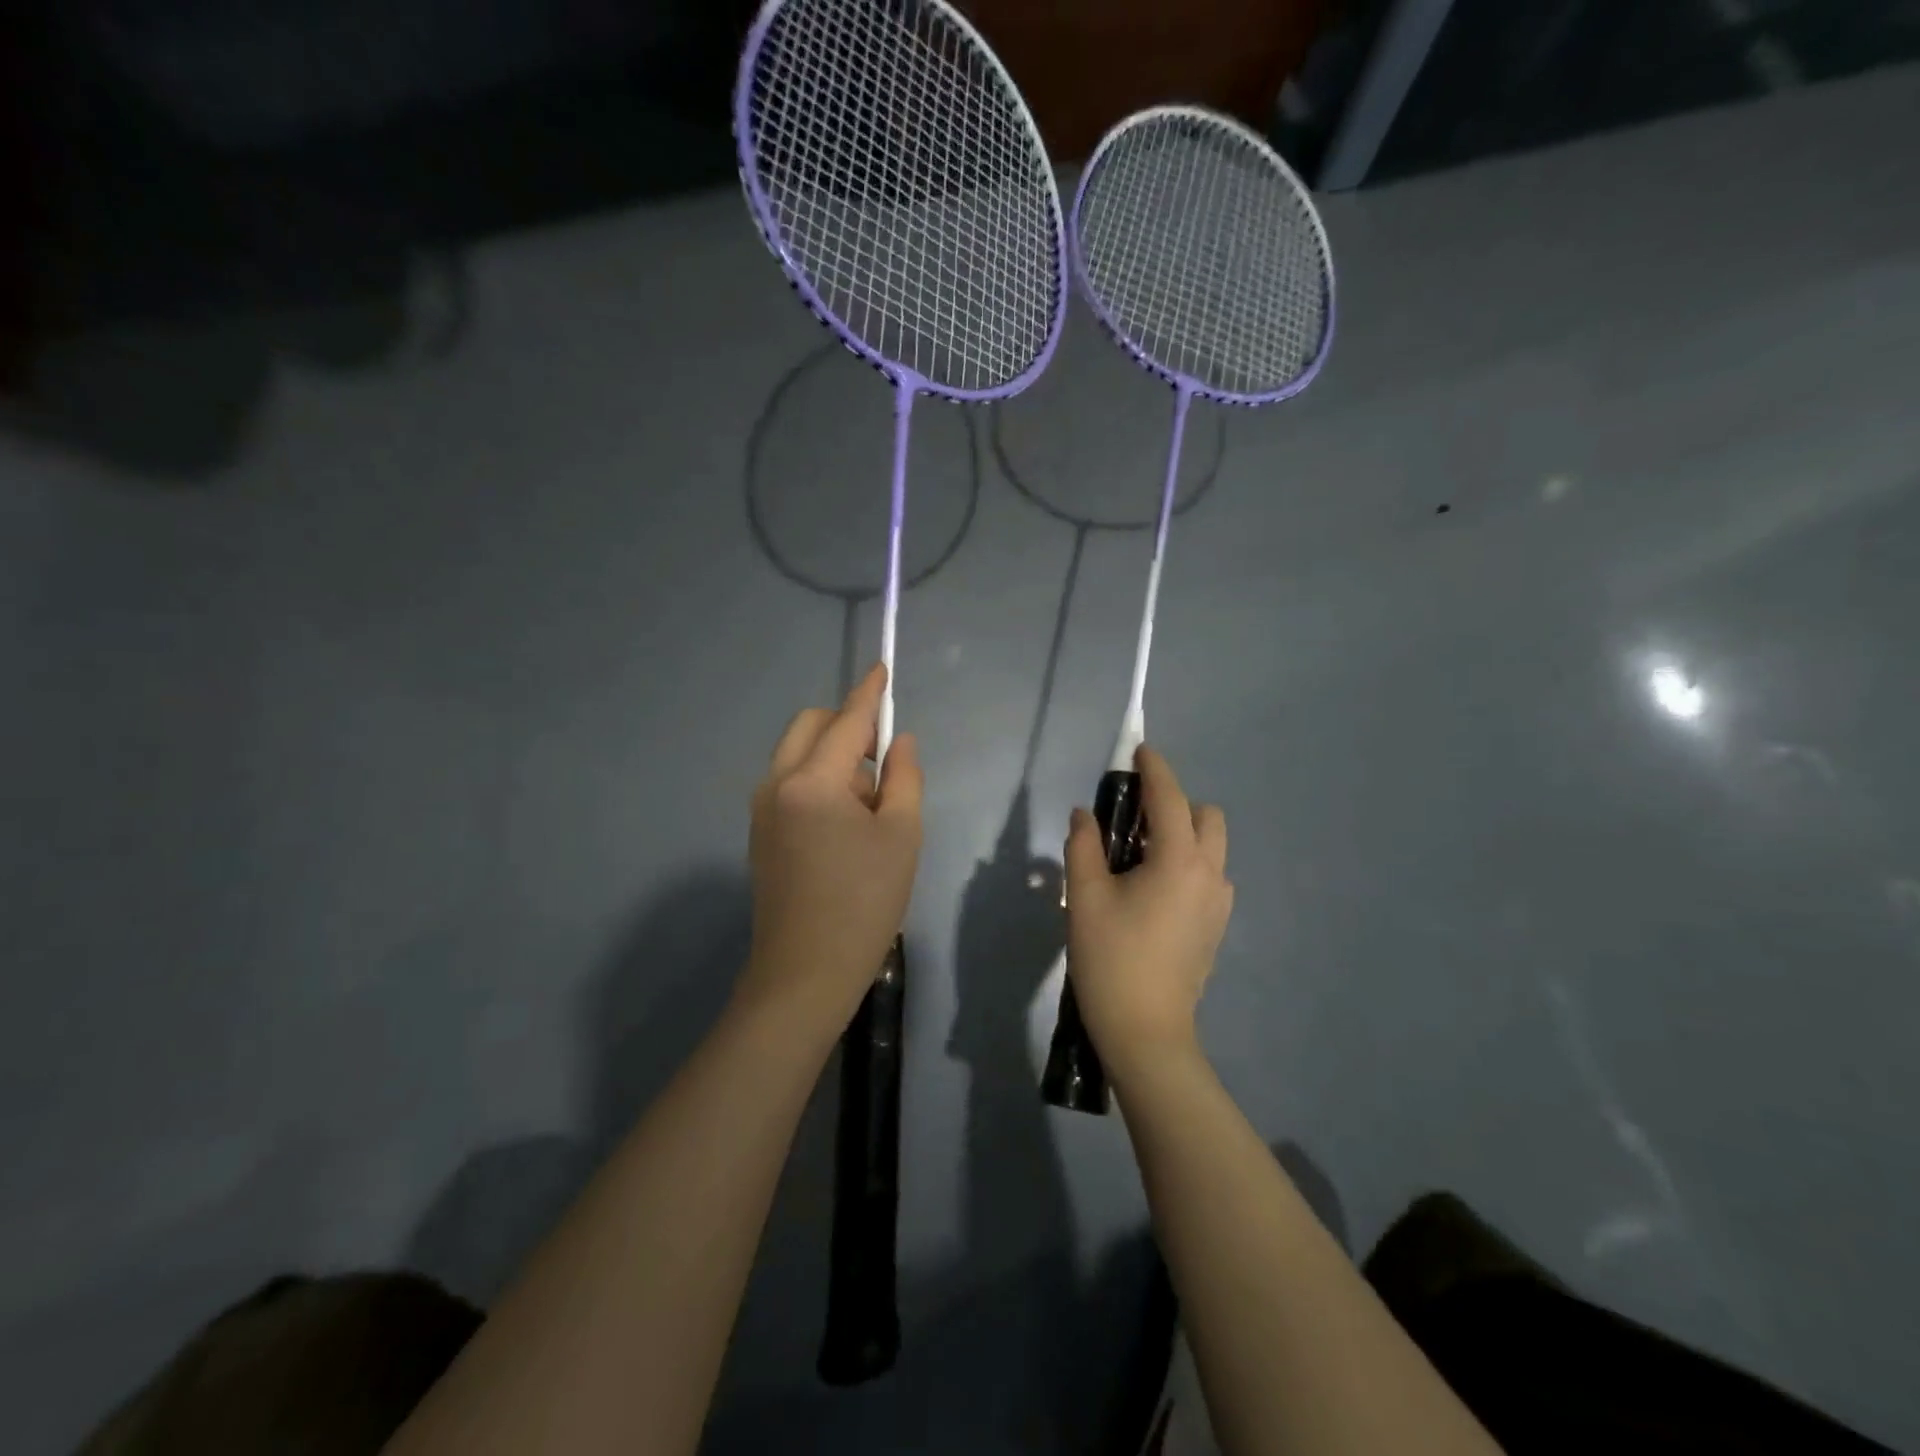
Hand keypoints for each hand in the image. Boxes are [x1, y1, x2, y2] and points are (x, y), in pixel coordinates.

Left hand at [739, 664, 923, 1030]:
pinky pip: (789, 783)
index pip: (846, 721)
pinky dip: (817, 782)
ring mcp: (760, 809)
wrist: (804, 973)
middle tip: (881, 763)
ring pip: (797, 755)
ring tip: (868, 808)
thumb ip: (904, 777)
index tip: (882, 668)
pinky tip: (842, 826)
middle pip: (809, 727)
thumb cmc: (864, 902)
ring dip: (832, 758)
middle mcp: (776, 784)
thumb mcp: (902, 836)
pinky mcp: (758, 833)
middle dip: (845, 727)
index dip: (869, 694)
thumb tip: (898, 742)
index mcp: (812, 781)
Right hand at [1064, 746, 1231, 1078]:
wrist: (1146, 1031)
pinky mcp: (1216, 926)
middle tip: (1133, 820)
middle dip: (1176, 804)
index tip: (1139, 751)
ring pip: (1211, 848)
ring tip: (1139, 858)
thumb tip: (1086, 816)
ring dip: (1183, 835)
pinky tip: (1153, 891)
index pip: (1170, 798)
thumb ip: (1084, 845)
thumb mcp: (1085, 897)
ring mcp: (1219, 903)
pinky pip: (1208, 876)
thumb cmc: (1111, 958)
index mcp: (1179, 860)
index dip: (1155, 769)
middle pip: (1206, 817)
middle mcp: (1209, 874)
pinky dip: (1187, 864)